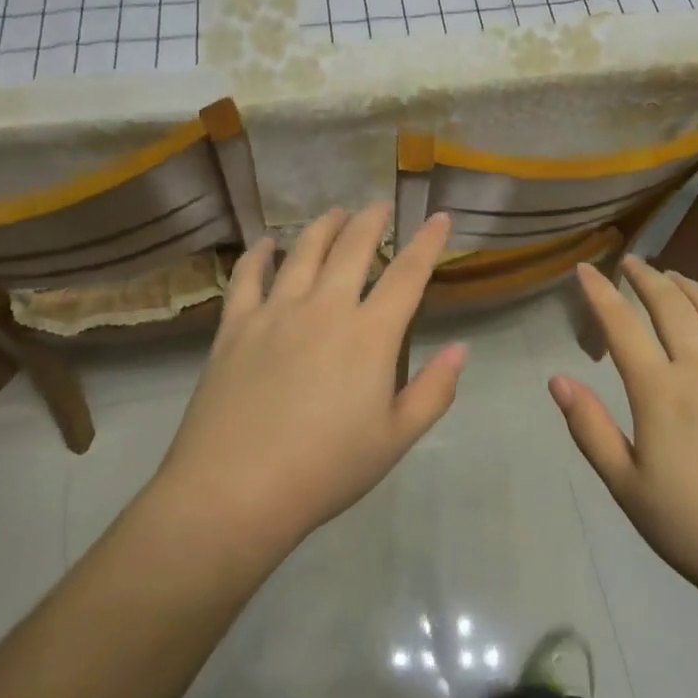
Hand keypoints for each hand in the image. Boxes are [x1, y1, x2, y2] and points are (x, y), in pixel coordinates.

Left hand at [152, 205, 463, 560]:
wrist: (235, 491)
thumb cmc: (325, 470)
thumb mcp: (395, 440)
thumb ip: (434, 391)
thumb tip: (462, 349)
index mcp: (369, 335)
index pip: (408, 274)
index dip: (427, 242)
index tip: (439, 217)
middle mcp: (324, 308)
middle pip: (353, 248)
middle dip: (371, 220)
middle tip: (379, 206)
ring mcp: (275, 312)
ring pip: (303, 251)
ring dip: (324, 226)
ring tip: (336, 213)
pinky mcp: (235, 326)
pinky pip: (247, 277)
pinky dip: (259, 254)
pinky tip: (266, 244)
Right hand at [551, 257, 697, 620]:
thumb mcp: (629, 489)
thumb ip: (590, 430)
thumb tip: (557, 380)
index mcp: (661, 391)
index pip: (623, 326)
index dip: (600, 294)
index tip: (586, 269)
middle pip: (673, 307)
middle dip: (648, 279)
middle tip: (632, 263)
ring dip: (692, 288)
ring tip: (676, 276)